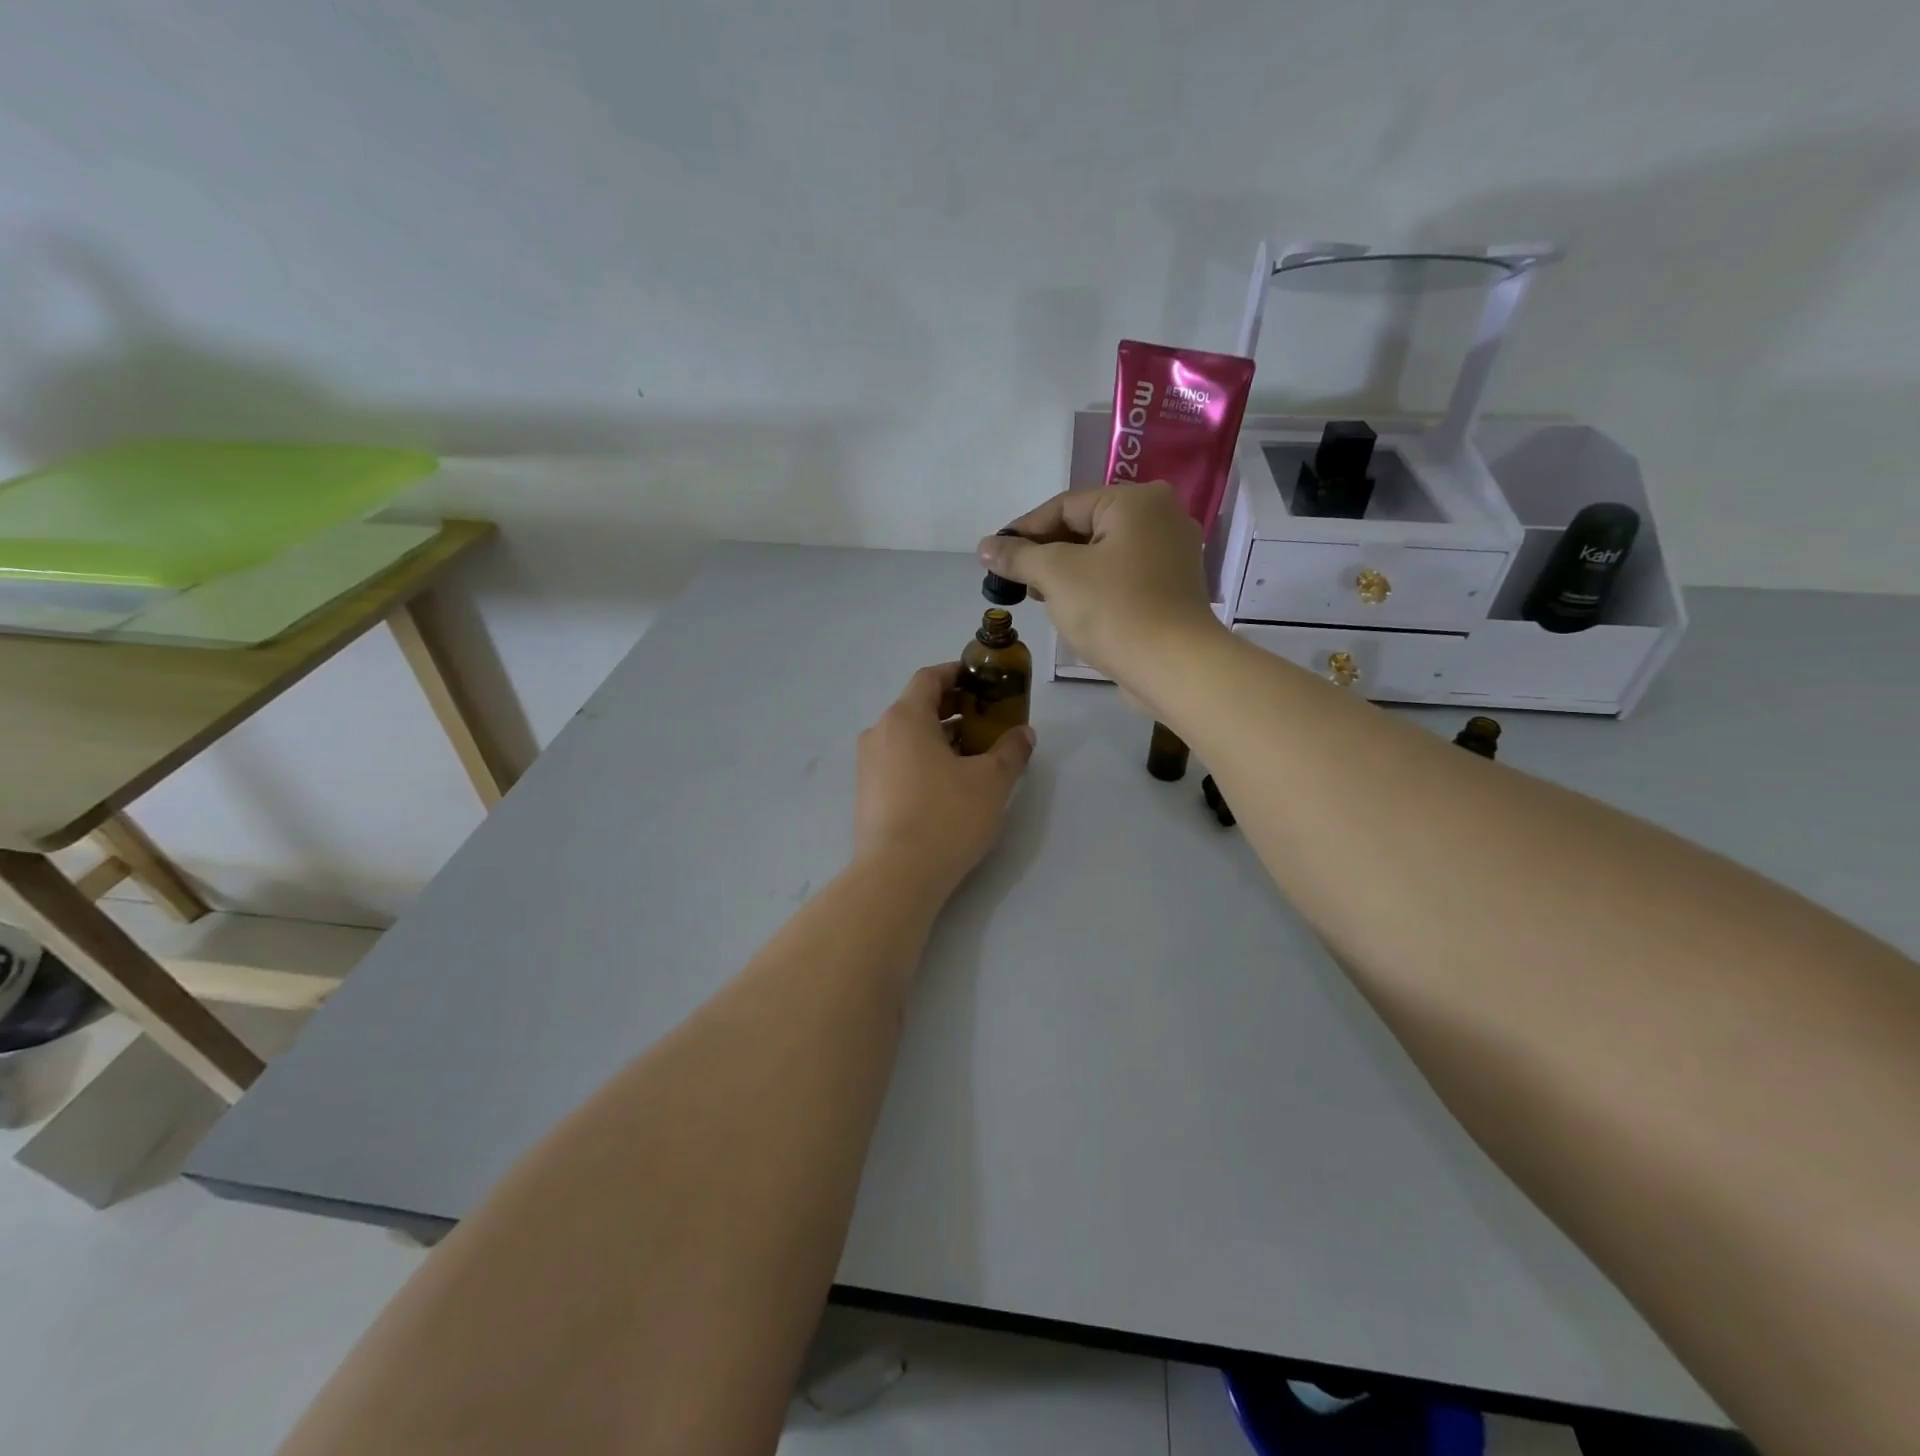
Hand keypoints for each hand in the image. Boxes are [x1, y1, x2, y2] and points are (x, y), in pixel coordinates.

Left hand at [854, 663, 1035, 897]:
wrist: (896, 876)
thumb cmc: (946, 817)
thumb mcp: (992, 782)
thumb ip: (1011, 751)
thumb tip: (1023, 734)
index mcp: (905, 717)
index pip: (929, 678)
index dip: (957, 674)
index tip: (983, 682)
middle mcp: (879, 733)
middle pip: (917, 707)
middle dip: (954, 709)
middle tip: (987, 721)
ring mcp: (868, 765)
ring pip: (907, 737)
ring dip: (940, 737)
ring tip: (974, 756)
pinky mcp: (867, 794)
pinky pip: (898, 762)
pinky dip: (923, 760)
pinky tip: (948, 785)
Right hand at [977, 482, 1223, 691]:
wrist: (1174, 667)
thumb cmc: (1114, 611)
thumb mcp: (1057, 576)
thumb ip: (1019, 556)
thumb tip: (985, 547)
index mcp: (1137, 501)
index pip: (1065, 506)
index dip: (1024, 530)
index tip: (994, 556)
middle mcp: (1161, 517)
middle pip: (1085, 527)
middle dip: (1045, 553)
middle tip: (1013, 579)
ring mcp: (1171, 555)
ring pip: (1102, 554)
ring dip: (1067, 573)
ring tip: (1037, 597)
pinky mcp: (1171, 589)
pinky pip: (1121, 576)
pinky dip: (1093, 587)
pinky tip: (1071, 608)